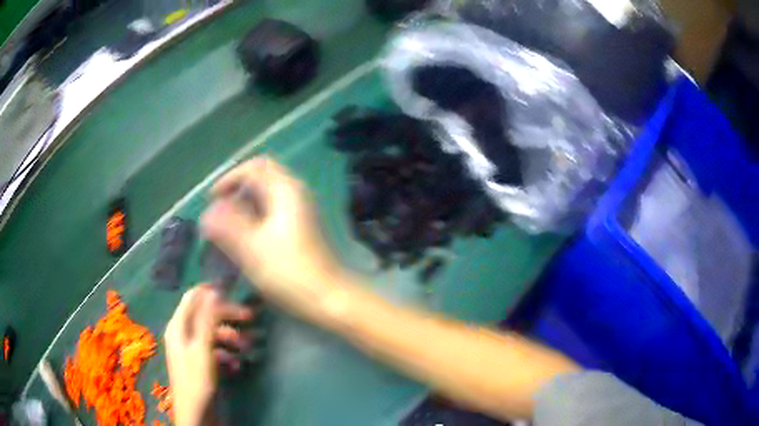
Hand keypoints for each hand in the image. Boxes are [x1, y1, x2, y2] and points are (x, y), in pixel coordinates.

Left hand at [164, 286, 252, 425]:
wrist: (196, 412)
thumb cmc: (197, 380)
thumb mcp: (202, 348)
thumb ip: (207, 320)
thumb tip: (213, 291)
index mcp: (178, 326)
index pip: (193, 298)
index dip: (211, 292)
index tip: (234, 292)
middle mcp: (182, 333)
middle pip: (205, 315)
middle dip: (227, 316)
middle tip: (251, 317)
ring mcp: (191, 349)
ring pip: (212, 333)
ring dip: (231, 337)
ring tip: (248, 346)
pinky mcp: (199, 362)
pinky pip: (214, 350)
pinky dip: (226, 353)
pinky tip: (237, 364)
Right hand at [201, 157, 345, 319]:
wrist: (328, 297)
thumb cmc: (288, 271)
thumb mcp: (250, 247)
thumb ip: (226, 225)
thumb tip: (208, 212)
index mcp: (286, 190)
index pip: (255, 166)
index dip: (230, 178)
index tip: (212, 199)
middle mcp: (295, 195)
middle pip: (260, 182)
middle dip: (235, 195)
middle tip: (217, 217)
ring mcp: (300, 212)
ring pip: (265, 201)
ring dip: (243, 210)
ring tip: (225, 232)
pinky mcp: (300, 230)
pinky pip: (271, 215)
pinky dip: (254, 222)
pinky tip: (243, 242)